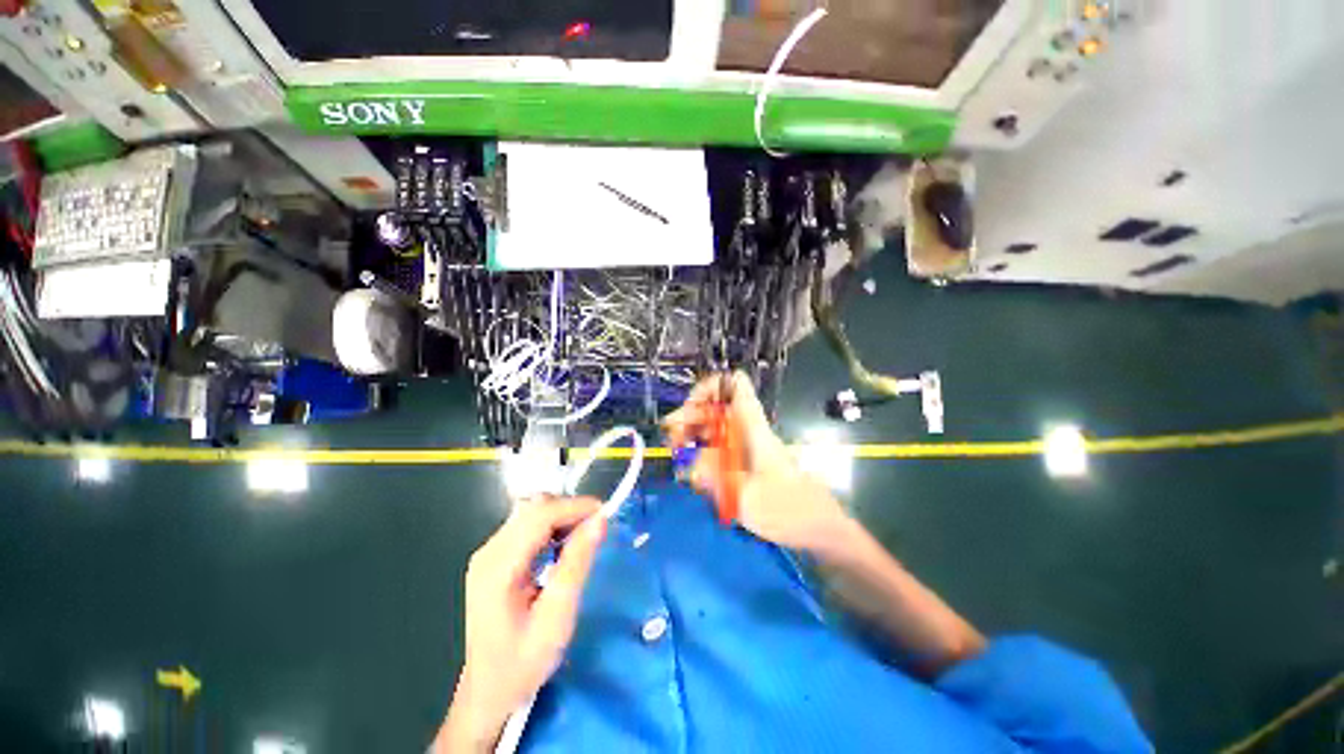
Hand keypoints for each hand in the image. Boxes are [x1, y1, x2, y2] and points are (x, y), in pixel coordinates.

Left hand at [441, 497, 606, 750]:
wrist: (487, 692)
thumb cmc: (522, 662)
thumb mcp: (556, 617)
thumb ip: (577, 564)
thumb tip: (600, 521)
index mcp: (497, 567)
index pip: (540, 515)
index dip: (575, 507)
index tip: (605, 514)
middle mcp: (489, 551)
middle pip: (535, 509)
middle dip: (571, 511)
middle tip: (598, 530)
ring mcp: (489, 553)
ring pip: (532, 513)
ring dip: (563, 518)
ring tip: (584, 540)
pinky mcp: (494, 558)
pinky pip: (528, 527)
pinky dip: (552, 528)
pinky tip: (564, 548)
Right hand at [663, 372, 857, 556]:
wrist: (818, 528)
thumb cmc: (788, 510)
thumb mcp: (747, 498)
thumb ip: (713, 478)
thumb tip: (688, 465)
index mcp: (752, 426)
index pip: (733, 384)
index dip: (708, 388)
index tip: (689, 410)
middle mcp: (746, 429)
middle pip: (714, 406)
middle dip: (689, 417)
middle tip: (673, 442)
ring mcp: (744, 445)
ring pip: (712, 425)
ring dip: (692, 434)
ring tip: (677, 455)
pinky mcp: (743, 461)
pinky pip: (716, 447)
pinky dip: (701, 452)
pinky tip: (691, 470)